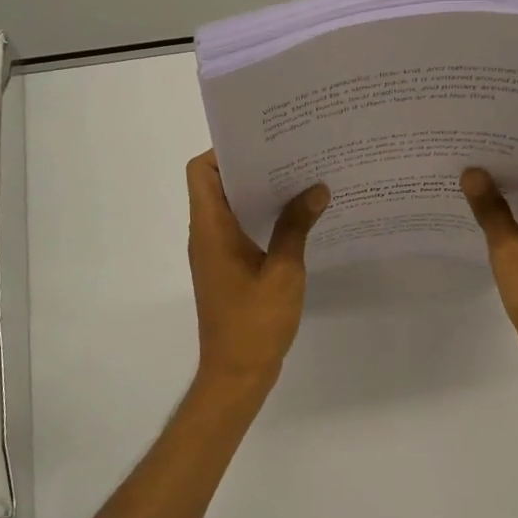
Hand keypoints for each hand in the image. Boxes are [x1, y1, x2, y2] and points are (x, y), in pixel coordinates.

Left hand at [186, 151, 327, 394]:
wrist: (236, 375)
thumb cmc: (255, 322)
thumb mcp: (283, 271)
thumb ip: (296, 227)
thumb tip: (317, 189)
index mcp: (210, 229)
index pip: (201, 171)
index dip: (225, 150)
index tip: (263, 142)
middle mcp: (206, 235)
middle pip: (217, 184)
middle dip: (251, 166)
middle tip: (292, 154)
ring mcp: (215, 252)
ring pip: (230, 206)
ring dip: (259, 192)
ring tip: (300, 179)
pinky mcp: (227, 268)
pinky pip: (239, 228)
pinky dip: (261, 217)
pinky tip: (296, 218)